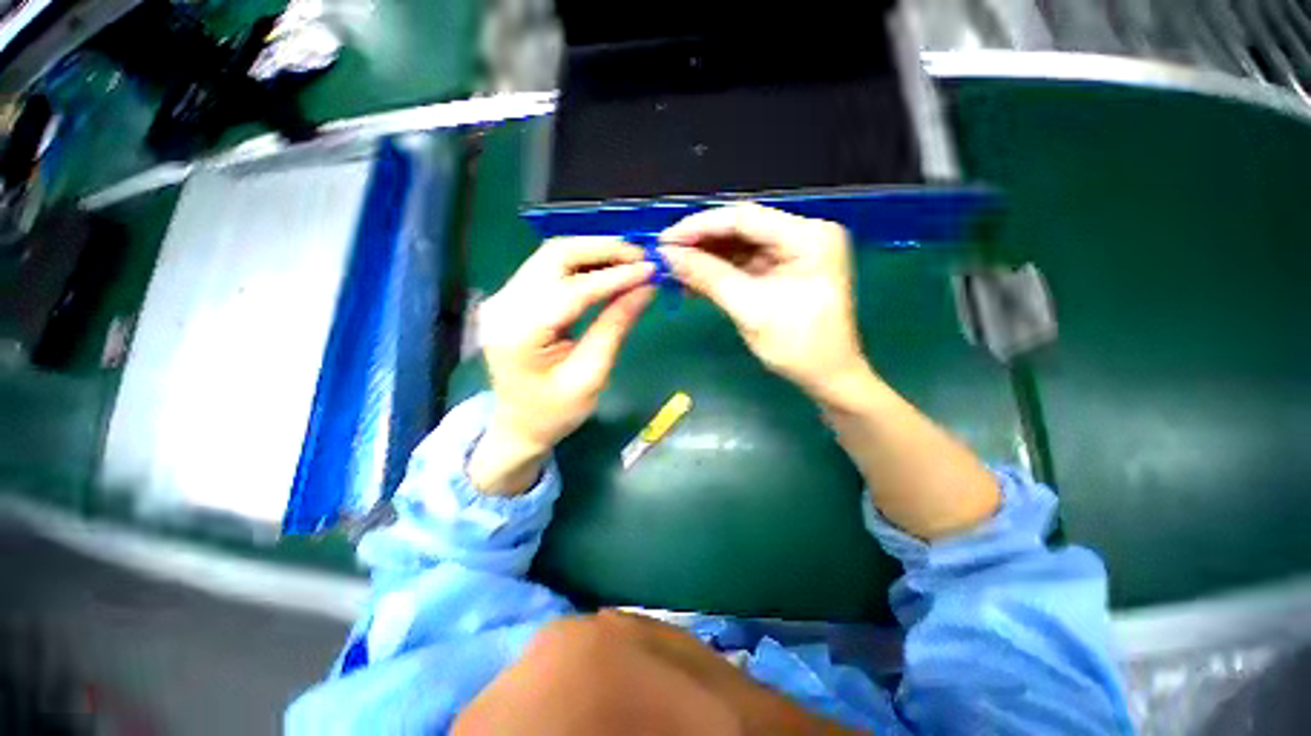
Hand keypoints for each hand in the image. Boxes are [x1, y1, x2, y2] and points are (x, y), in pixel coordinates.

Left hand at [470, 238, 654, 493]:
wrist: (517, 426)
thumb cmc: (555, 412)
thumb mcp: (591, 375)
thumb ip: (615, 326)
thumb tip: (645, 288)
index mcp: (519, 333)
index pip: (573, 289)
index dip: (615, 276)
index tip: (650, 269)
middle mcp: (503, 305)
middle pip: (555, 255)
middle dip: (603, 250)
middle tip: (641, 256)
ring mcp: (503, 298)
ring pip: (552, 255)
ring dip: (594, 253)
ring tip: (630, 260)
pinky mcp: (511, 298)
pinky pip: (549, 268)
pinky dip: (581, 264)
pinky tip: (606, 269)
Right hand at [660, 204, 868, 404]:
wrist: (828, 378)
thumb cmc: (799, 346)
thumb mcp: (750, 309)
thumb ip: (709, 277)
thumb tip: (669, 256)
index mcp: (808, 236)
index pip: (744, 218)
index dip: (700, 227)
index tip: (666, 241)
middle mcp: (803, 235)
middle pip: (741, 230)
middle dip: (701, 244)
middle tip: (666, 257)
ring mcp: (793, 253)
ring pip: (739, 248)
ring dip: (706, 260)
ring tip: (674, 272)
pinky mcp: (783, 271)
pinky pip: (745, 265)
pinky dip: (719, 274)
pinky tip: (693, 282)